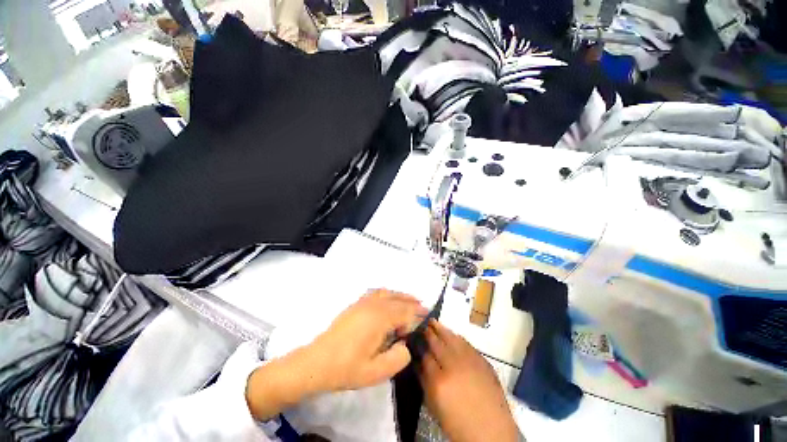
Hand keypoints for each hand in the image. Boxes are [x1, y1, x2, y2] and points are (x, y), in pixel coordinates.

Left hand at [309, 289, 427, 390]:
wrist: (317, 362)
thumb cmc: (347, 368)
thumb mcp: (376, 372)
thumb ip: (398, 358)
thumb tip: (406, 344)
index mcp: (380, 318)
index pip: (405, 312)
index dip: (418, 315)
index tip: (429, 318)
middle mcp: (373, 305)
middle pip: (398, 299)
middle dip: (412, 303)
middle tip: (424, 309)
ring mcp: (363, 302)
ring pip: (387, 293)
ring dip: (401, 296)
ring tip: (411, 301)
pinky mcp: (356, 304)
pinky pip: (377, 293)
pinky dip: (388, 293)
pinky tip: (390, 299)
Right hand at [419, 320, 519, 441]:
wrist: (491, 431)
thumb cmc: (458, 423)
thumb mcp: (434, 406)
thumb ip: (424, 381)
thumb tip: (418, 362)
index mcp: (439, 381)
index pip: (424, 355)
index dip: (419, 346)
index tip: (415, 339)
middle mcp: (453, 366)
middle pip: (436, 343)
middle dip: (428, 333)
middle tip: (422, 324)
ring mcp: (469, 361)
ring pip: (451, 338)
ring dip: (441, 329)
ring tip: (433, 321)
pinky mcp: (482, 360)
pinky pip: (465, 343)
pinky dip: (456, 337)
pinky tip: (451, 333)